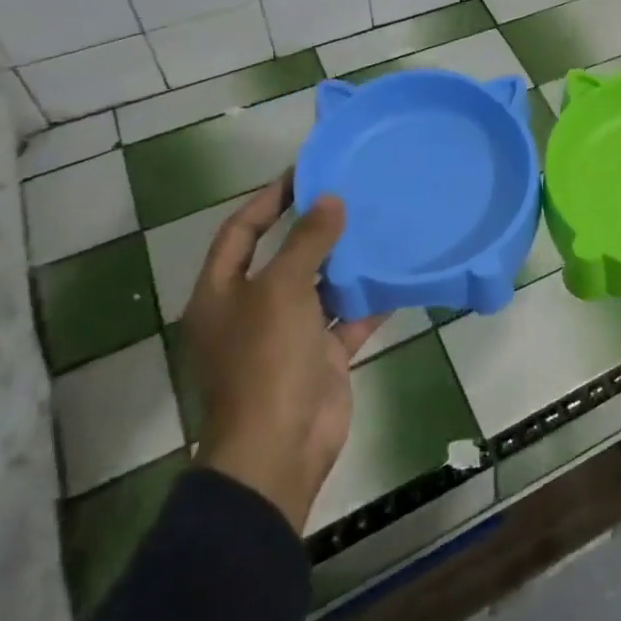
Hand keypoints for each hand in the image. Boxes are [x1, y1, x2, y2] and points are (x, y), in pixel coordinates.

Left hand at [183, 173, 383, 532]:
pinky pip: (348, 319)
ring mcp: (288, 336)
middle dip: (314, 228)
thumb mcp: (282, 289)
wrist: (280, 447)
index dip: (268, 200)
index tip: (305, 173)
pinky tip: (397, 276)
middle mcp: (251, 310)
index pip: (241, 231)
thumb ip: (307, 241)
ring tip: (378, 225)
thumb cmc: (266, 359)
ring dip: (345, 262)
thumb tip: (330, 199)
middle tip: (351, 194)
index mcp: (222, 293)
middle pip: (283, 258)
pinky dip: (370, 301)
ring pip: (319, 287)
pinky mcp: (320, 357)